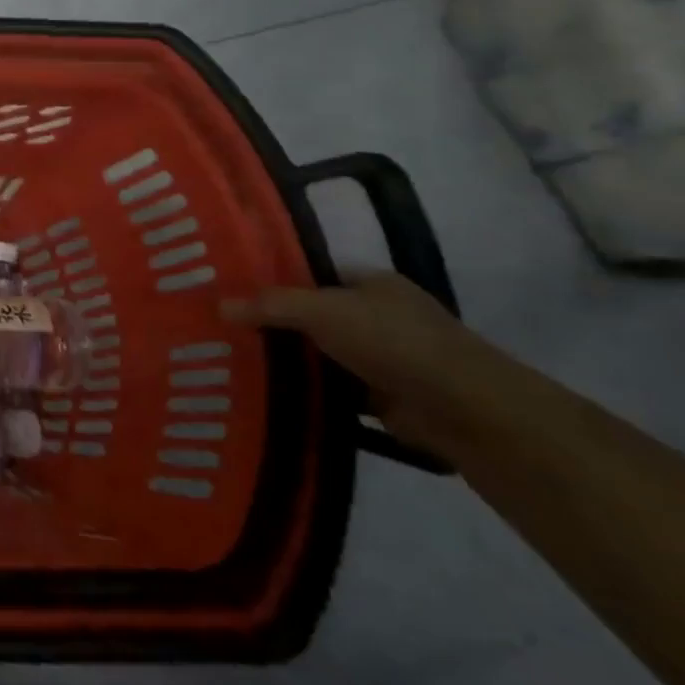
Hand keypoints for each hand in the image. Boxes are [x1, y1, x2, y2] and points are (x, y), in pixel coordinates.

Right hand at [221, 271, 500, 455]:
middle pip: (315, 316)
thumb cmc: (394, 342)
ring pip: (324, 356)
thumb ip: (271, 305)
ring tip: (237, 362)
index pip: (313, 275)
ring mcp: (386, 359)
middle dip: (277, 325)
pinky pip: (336, 392)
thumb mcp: (323, 310)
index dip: (275, 280)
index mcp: (373, 284)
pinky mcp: (387, 400)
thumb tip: (219, 305)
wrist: (465, 410)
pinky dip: (312, 394)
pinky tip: (272, 395)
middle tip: (225, 329)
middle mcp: (381, 316)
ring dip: (292, 363)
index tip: (233, 290)